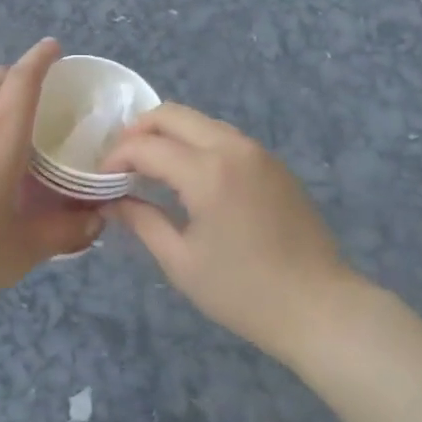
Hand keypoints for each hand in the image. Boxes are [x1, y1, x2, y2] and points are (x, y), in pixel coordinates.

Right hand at [102, 105, 357, 363]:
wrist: (320, 307)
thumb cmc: (244, 293)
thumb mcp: (182, 262)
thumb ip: (142, 221)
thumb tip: (112, 201)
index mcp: (207, 172)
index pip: (146, 146)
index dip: (116, 157)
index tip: (101, 179)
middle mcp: (233, 147)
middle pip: (173, 114)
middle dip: (139, 130)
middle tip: (120, 161)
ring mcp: (257, 152)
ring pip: (200, 121)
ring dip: (169, 134)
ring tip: (149, 167)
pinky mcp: (273, 163)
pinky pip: (224, 137)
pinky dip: (196, 143)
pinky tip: (188, 175)